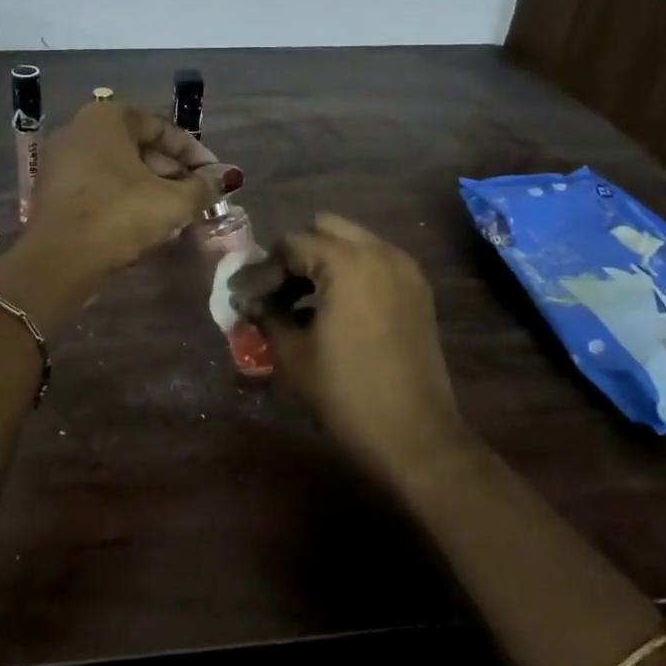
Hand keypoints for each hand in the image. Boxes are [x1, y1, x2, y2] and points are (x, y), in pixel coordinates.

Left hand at [26, 102, 241, 280]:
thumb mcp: (171, 201)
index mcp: (106, 118)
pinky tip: (146, 224)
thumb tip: (230, 176)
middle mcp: (79, 130)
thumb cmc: (118, 215)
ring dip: (151, 189)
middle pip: (138, 148)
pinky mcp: (55, 191)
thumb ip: (203, 186)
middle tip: (197, 197)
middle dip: (172, 173)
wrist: (59, 259)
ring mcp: (62, 161)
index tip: (214, 176)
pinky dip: (125, 200)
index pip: (160, 127)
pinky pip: (99, 187)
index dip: (193, 153)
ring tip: (178, 214)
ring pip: (119, 170)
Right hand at [257, 214, 466, 478]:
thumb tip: (248, 301)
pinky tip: (334, 311)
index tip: (246, 297)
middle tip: (277, 291)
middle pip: (325, 229)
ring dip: (324, 262)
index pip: (291, 244)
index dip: (264, 269)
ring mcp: (405, 270)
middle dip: (297, 254)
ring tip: (302, 304)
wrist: (416, 436)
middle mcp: (380, 253)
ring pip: (353, 243)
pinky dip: (351, 274)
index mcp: (346, 262)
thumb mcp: (292, 355)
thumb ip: (266, 316)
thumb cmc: (346, 393)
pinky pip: (376, 263)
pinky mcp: (418, 292)